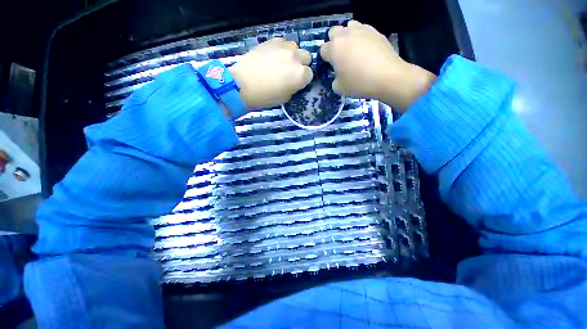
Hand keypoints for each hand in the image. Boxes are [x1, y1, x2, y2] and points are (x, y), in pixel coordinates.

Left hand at [229, 38, 312, 108]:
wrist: (242, 85)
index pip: (310, 74)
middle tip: (291, 72)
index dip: (303, 79)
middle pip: (306, 56)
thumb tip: (295, 82)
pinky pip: (283, 42)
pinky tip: (273, 56)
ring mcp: (283, 47)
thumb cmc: (265, 97)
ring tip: (281, 62)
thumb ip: (294, 87)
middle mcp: (295, 58)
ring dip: (292, 55)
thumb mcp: (285, 98)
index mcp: (300, 75)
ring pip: (295, 47)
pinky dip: (282, 49)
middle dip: (301, 64)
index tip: (297, 83)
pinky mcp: (271, 41)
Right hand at [320, 21, 436, 110]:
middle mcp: (345, 34)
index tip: (330, 66)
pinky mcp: (375, 31)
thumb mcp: (339, 88)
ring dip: (347, 36)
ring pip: (348, 27)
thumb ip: (334, 80)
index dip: (325, 58)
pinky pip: (363, 30)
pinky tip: (366, 49)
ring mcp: (361, 30)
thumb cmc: (359, 83)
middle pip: (333, 32)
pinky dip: (361, 37)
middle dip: (333, 42)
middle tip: (339, 56)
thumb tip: (337, 76)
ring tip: (353, 49)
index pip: (322, 49)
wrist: (387, 76)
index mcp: (334, 48)